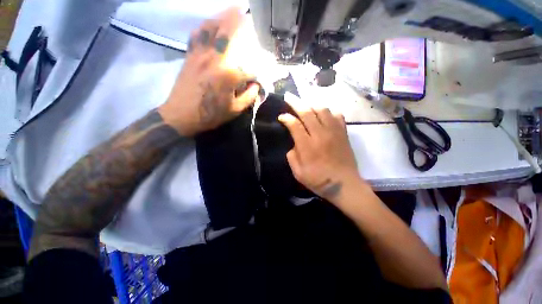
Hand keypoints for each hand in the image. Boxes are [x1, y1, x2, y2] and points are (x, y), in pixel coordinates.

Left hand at [158, 7, 260, 135]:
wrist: (181, 115)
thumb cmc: (211, 114)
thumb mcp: (235, 111)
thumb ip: (249, 97)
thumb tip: (256, 85)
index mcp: (229, 75)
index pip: (249, 68)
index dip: (257, 72)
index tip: (260, 77)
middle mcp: (215, 59)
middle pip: (228, 33)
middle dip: (238, 20)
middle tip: (246, 11)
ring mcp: (200, 54)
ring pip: (211, 28)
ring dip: (221, 16)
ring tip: (231, 10)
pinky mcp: (189, 56)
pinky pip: (196, 35)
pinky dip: (204, 26)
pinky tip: (208, 23)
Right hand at [278, 93, 364, 202]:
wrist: (345, 185)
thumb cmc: (319, 180)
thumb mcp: (298, 173)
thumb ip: (292, 156)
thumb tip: (293, 144)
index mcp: (307, 146)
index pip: (294, 125)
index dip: (286, 118)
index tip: (281, 116)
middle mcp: (320, 135)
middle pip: (307, 112)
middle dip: (295, 102)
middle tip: (288, 96)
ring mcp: (334, 132)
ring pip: (322, 110)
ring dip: (311, 104)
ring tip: (305, 104)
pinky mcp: (343, 133)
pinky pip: (337, 115)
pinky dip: (329, 111)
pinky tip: (324, 113)